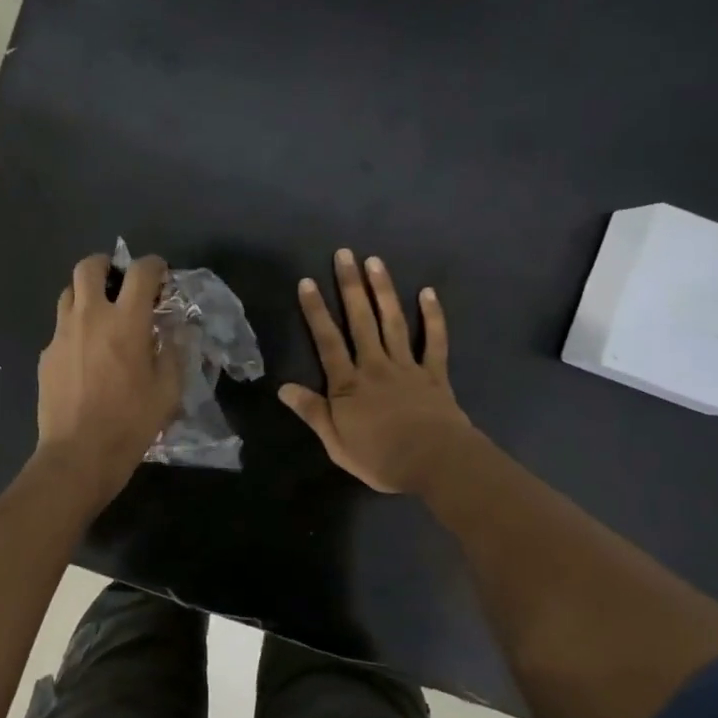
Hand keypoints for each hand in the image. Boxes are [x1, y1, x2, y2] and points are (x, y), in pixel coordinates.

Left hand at [35, 251, 181, 499]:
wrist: (78, 455)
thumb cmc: (131, 423)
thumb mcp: (168, 390)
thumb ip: (174, 352)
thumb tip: (175, 331)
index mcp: (126, 321)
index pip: (140, 271)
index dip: (154, 265)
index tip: (160, 275)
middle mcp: (90, 317)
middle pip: (89, 266)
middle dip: (107, 265)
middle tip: (121, 283)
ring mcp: (62, 334)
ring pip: (69, 293)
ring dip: (87, 294)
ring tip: (102, 316)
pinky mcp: (46, 355)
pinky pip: (61, 328)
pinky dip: (76, 329)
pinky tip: (86, 355)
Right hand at [279, 249, 474, 492]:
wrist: (434, 462)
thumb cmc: (380, 458)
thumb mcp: (336, 442)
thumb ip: (312, 412)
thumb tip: (283, 388)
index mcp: (348, 384)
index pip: (327, 341)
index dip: (316, 311)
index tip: (308, 281)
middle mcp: (375, 366)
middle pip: (360, 321)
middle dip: (350, 286)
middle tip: (344, 255)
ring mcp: (407, 366)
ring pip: (392, 322)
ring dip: (383, 291)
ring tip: (375, 262)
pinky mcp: (434, 373)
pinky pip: (434, 340)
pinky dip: (432, 316)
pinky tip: (428, 292)